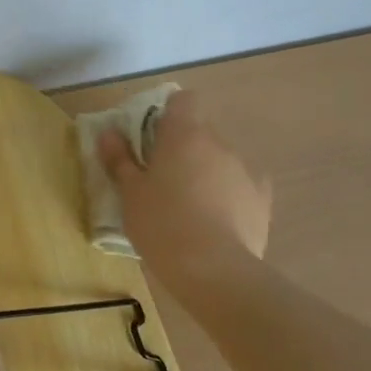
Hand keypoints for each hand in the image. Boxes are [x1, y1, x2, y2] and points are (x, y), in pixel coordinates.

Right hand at [97, 89, 271, 290]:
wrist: (214, 270)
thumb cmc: (162, 223)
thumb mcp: (129, 193)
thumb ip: (119, 159)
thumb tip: (109, 133)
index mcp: (185, 135)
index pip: (183, 100)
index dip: (167, 113)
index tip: (151, 137)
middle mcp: (219, 144)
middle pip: (200, 132)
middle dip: (182, 147)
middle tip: (160, 177)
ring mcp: (245, 171)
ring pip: (219, 159)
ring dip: (204, 171)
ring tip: (187, 205)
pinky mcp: (262, 200)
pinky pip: (240, 185)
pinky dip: (227, 194)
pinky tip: (215, 220)